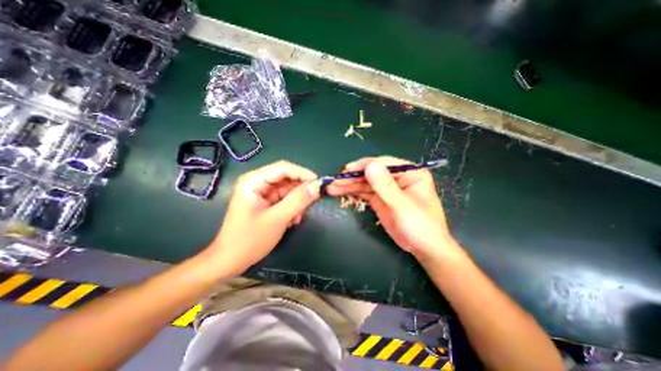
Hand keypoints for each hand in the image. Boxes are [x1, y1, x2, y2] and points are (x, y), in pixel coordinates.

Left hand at [206, 161, 321, 276]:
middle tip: (316, 199)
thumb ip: (298, 200)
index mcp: (254, 180)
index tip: (321, 184)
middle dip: (302, 189)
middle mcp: (258, 182)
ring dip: (298, 201)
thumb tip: (318, 186)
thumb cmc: (249, 240)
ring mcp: (262, 193)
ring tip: (300, 215)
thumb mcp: (277, 219)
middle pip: (287, 178)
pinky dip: (293, 207)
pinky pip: (285, 199)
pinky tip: (293, 220)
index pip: (284, 168)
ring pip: (288, 189)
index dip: (304, 174)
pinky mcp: (266, 202)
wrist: (230, 261)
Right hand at [326, 156, 459, 260]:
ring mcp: (387, 188)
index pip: (384, 163)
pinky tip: (340, 192)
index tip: (347, 170)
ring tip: (332, 188)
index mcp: (409, 172)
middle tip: (335, 181)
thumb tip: (370, 165)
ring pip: (365, 183)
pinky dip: (353, 192)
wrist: (424, 249)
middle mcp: (397, 177)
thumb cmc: (420, 226)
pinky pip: (364, 192)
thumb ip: (385, 186)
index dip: (364, 166)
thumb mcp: (402, 206)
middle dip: (353, 177)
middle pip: (371, 173)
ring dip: (349, 185)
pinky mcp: (380, 199)